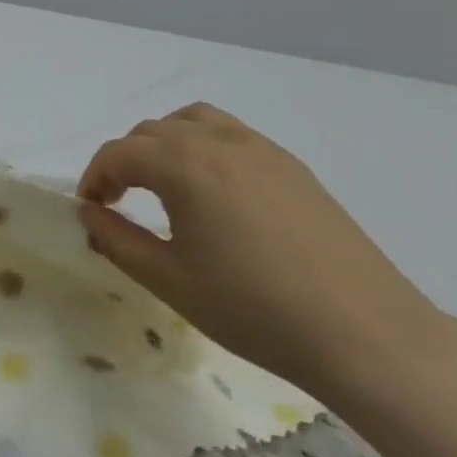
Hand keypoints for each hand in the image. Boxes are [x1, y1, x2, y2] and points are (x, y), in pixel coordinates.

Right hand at [76, 103, 444, 397]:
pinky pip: (231, 134)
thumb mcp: (169, 280)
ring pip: (193, 121)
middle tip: (118, 203)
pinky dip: (203, 147)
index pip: (118, 153)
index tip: (90, 211)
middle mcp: (218, 141)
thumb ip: (117, 240)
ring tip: (163, 185)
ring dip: (164, 144)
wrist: (365, 334)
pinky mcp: (292, 166)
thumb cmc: (253, 309)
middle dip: (124, 161)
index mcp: (183, 164)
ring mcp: (261, 149)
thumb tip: (91, 214)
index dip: (94, 178)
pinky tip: (213, 194)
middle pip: (151, 132)